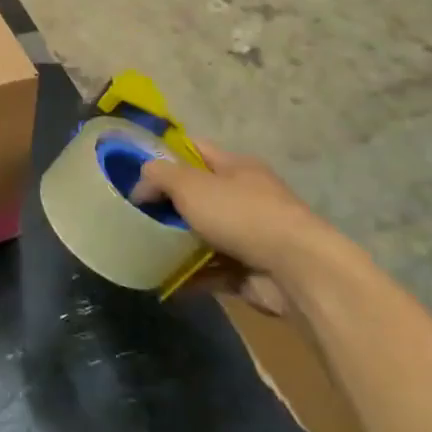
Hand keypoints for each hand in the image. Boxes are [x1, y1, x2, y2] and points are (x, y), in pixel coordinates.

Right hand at [131, 140, 337, 313]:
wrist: (296, 270)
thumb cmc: (241, 215)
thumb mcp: (191, 184)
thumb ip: (159, 176)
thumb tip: (140, 186)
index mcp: (237, 167)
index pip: (195, 150)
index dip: (166, 156)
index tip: (136, 171)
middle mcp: (246, 196)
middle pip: (199, 195)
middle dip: (168, 205)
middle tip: (135, 215)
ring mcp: (251, 235)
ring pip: (205, 234)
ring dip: (178, 243)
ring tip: (144, 250)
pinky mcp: (251, 271)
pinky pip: (213, 270)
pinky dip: (191, 276)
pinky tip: (164, 281)